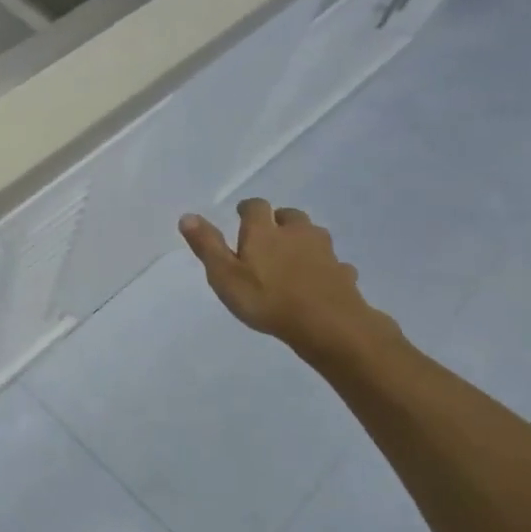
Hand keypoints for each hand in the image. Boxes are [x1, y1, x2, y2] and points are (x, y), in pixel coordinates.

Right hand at [179, 200, 397, 361]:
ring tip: (292, 257)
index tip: (241, 216)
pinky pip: (333, 263)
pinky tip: (318, 281)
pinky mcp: (343, 273)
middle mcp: (296, 233)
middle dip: (279, 221)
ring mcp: (324, 252)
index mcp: (264, 231)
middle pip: (290, 216)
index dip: (248, 209)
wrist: (327, 325)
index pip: (256, 207)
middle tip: (268, 236)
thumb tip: (187, 216)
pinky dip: (324, 267)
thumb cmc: (266, 299)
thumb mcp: (224, 275)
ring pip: (314, 235)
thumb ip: (207, 245)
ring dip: (303, 240)